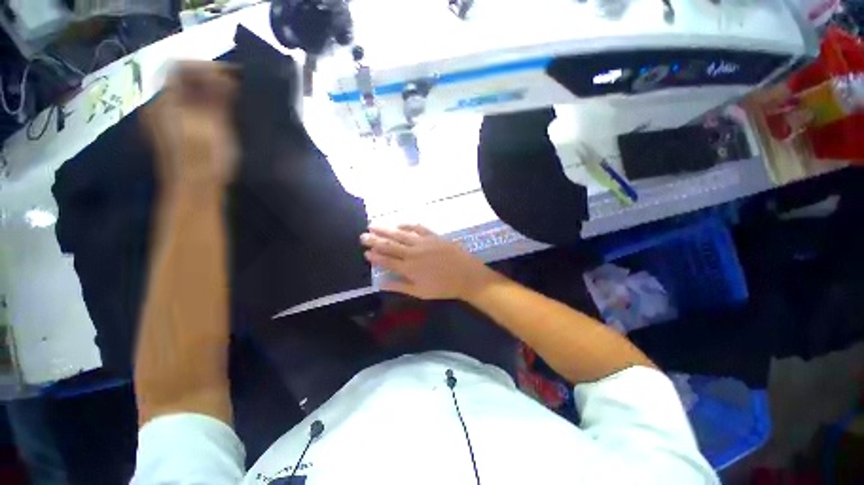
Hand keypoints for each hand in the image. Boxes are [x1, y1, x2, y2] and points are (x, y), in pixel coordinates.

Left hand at [142, 62, 238, 196]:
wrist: (195, 189)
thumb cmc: (204, 158)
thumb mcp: (213, 125)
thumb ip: (216, 97)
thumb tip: (225, 76)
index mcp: (166, 101)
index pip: (181, 67)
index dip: (207, 67)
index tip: (232, 76)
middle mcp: (161, 106)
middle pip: (184, 80)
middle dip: (211, 80)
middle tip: (235, 89)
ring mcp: (167, 121)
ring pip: (188, 95)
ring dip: (210, 94)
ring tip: (233, 102)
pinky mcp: (177, 133)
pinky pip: (190, 109)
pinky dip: (207, 107)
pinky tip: (222, 117)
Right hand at [360, 225, 501, 299]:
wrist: (466, 275)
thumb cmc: (443, 287)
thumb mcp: (420, 292)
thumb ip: (399, 287)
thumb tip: (380, 283)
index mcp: (408, 268)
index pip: (387, 261)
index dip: (375, 256)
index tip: (365, 252)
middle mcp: (413, 253)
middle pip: (390, 245)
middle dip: (374, 240)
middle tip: (362, 236)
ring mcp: (423, 242)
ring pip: (400, 234)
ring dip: (385, 230)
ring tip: (373, 226)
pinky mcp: (433, 236)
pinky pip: (418, 227)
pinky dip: (407, 224)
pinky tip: (398, 224)